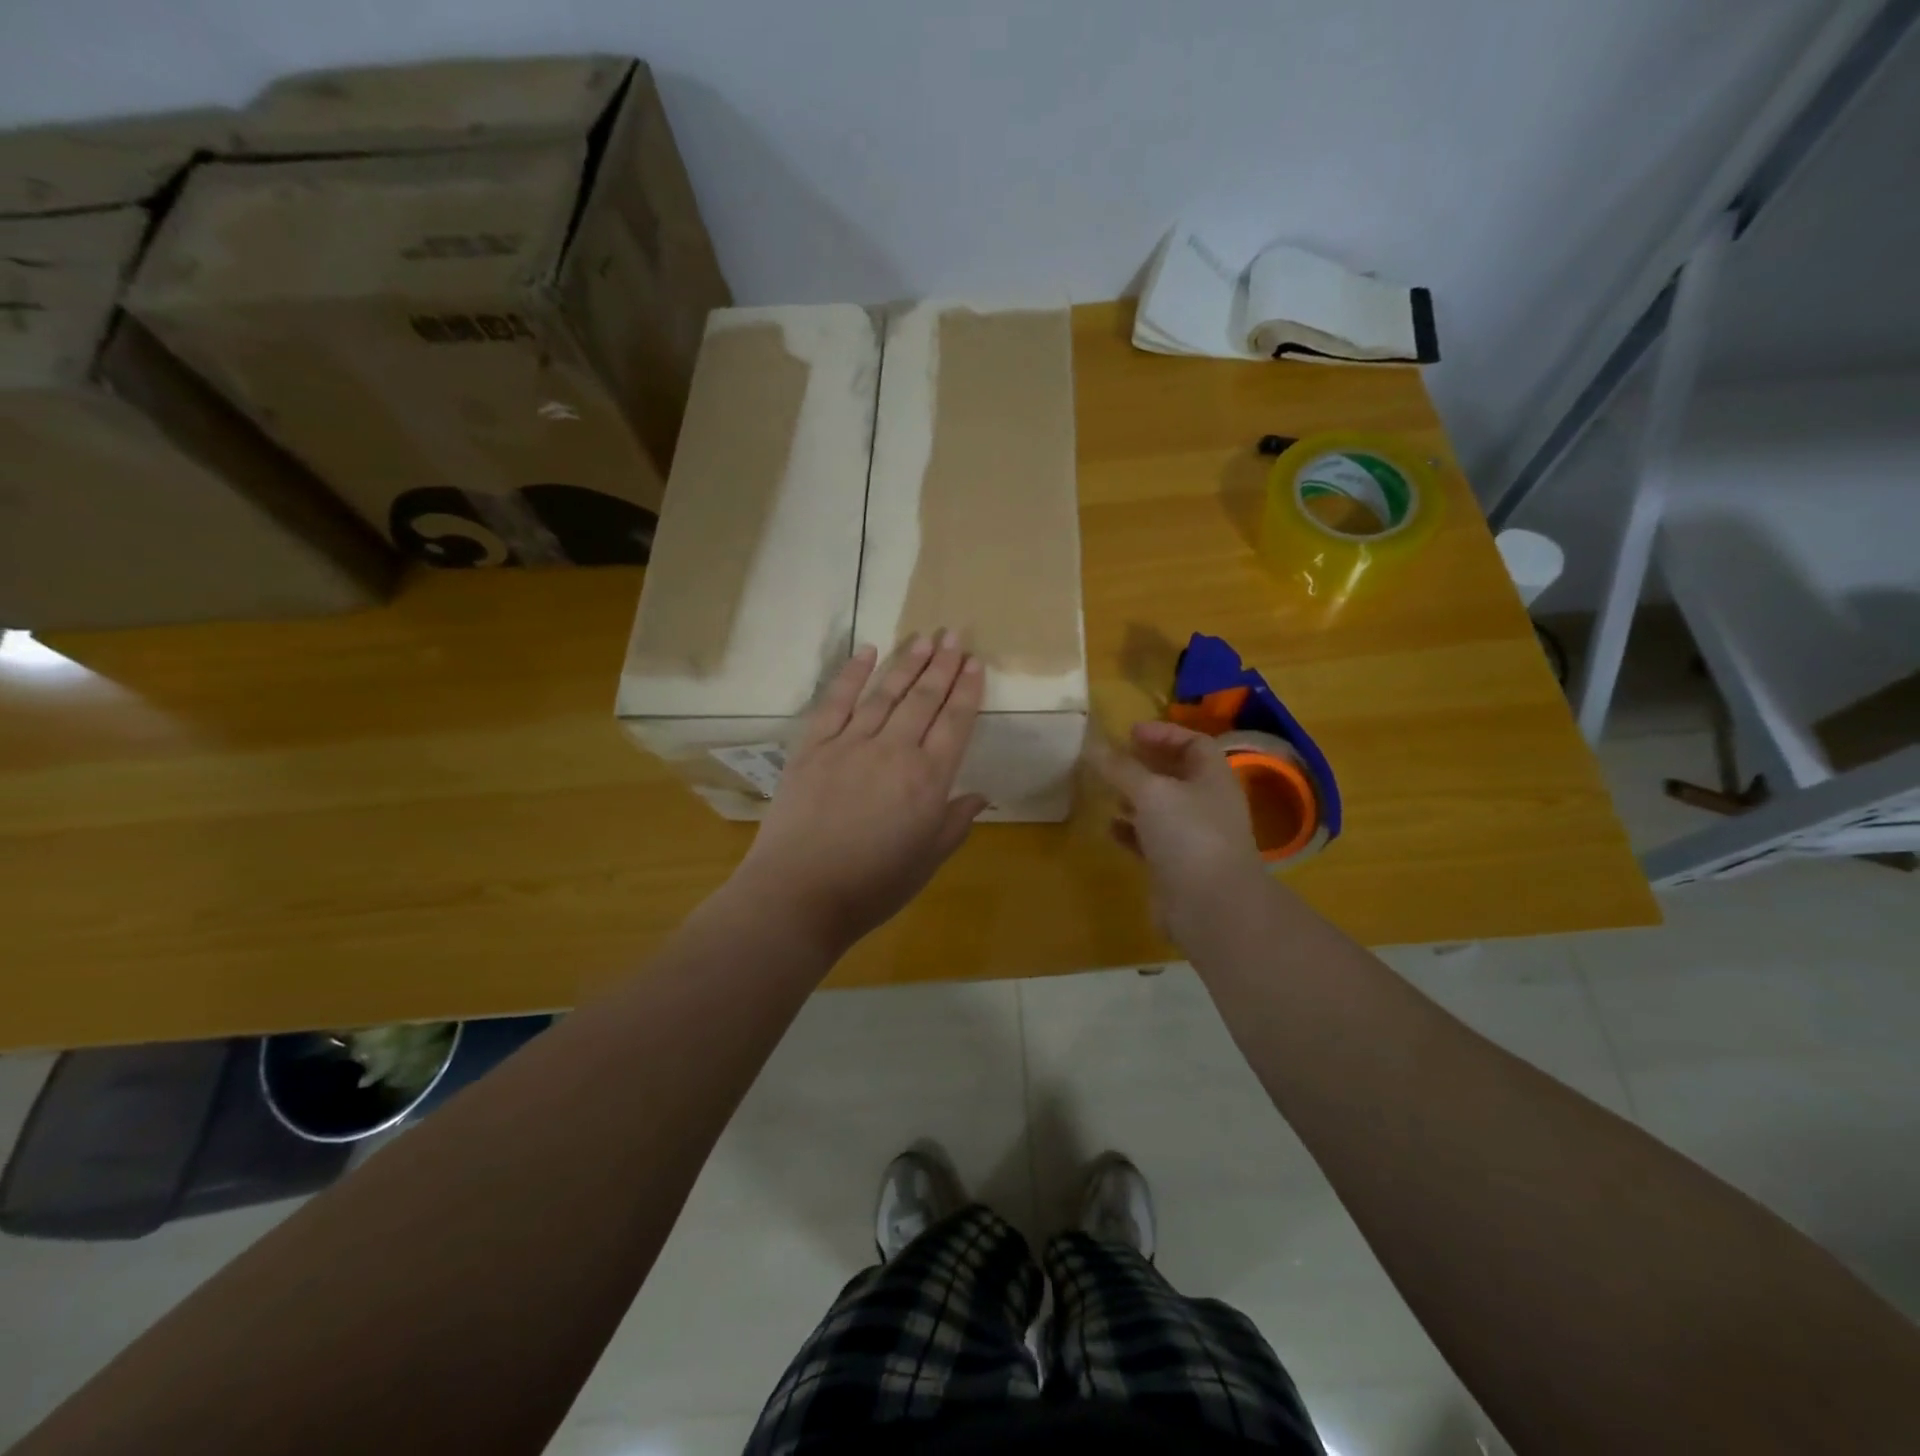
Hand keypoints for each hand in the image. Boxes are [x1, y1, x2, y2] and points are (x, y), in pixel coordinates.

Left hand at [738, 633, 987, 951]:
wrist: (799, 894)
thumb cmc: (872, 887)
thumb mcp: (927, 861)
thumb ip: (955, 823)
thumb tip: (980, 796)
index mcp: (928, 780)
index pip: (955, 723)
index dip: (967, 690)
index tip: (975, 663)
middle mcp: (894, 751)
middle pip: (924, 699)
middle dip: (942, 665)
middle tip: (954, 634)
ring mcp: (850, 744)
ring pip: (885, 694)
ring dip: (907, 663)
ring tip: (923, 638)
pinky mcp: (813, 747)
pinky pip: (836, 702)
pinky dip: (852, 674)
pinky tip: (867, 651)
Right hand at [1088, 721, 1267, 942]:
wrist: (1211, 906)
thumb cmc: (1188, 835)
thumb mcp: (1150, 792)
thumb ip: (1120, 768)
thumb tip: (1092, 743)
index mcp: (1212, 778)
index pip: (1194, 743)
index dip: (1164, 733)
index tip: (1130, 733)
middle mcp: (1207, 804)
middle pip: (1177, 774)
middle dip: (1145, 765)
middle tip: (1113, 760)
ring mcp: (1194, 837)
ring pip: (1162, 808)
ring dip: (1136, 798)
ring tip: (1107, 791)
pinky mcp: (1177, 866)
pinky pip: (1151, 840)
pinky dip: (1131, 831)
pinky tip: (1110, 829)